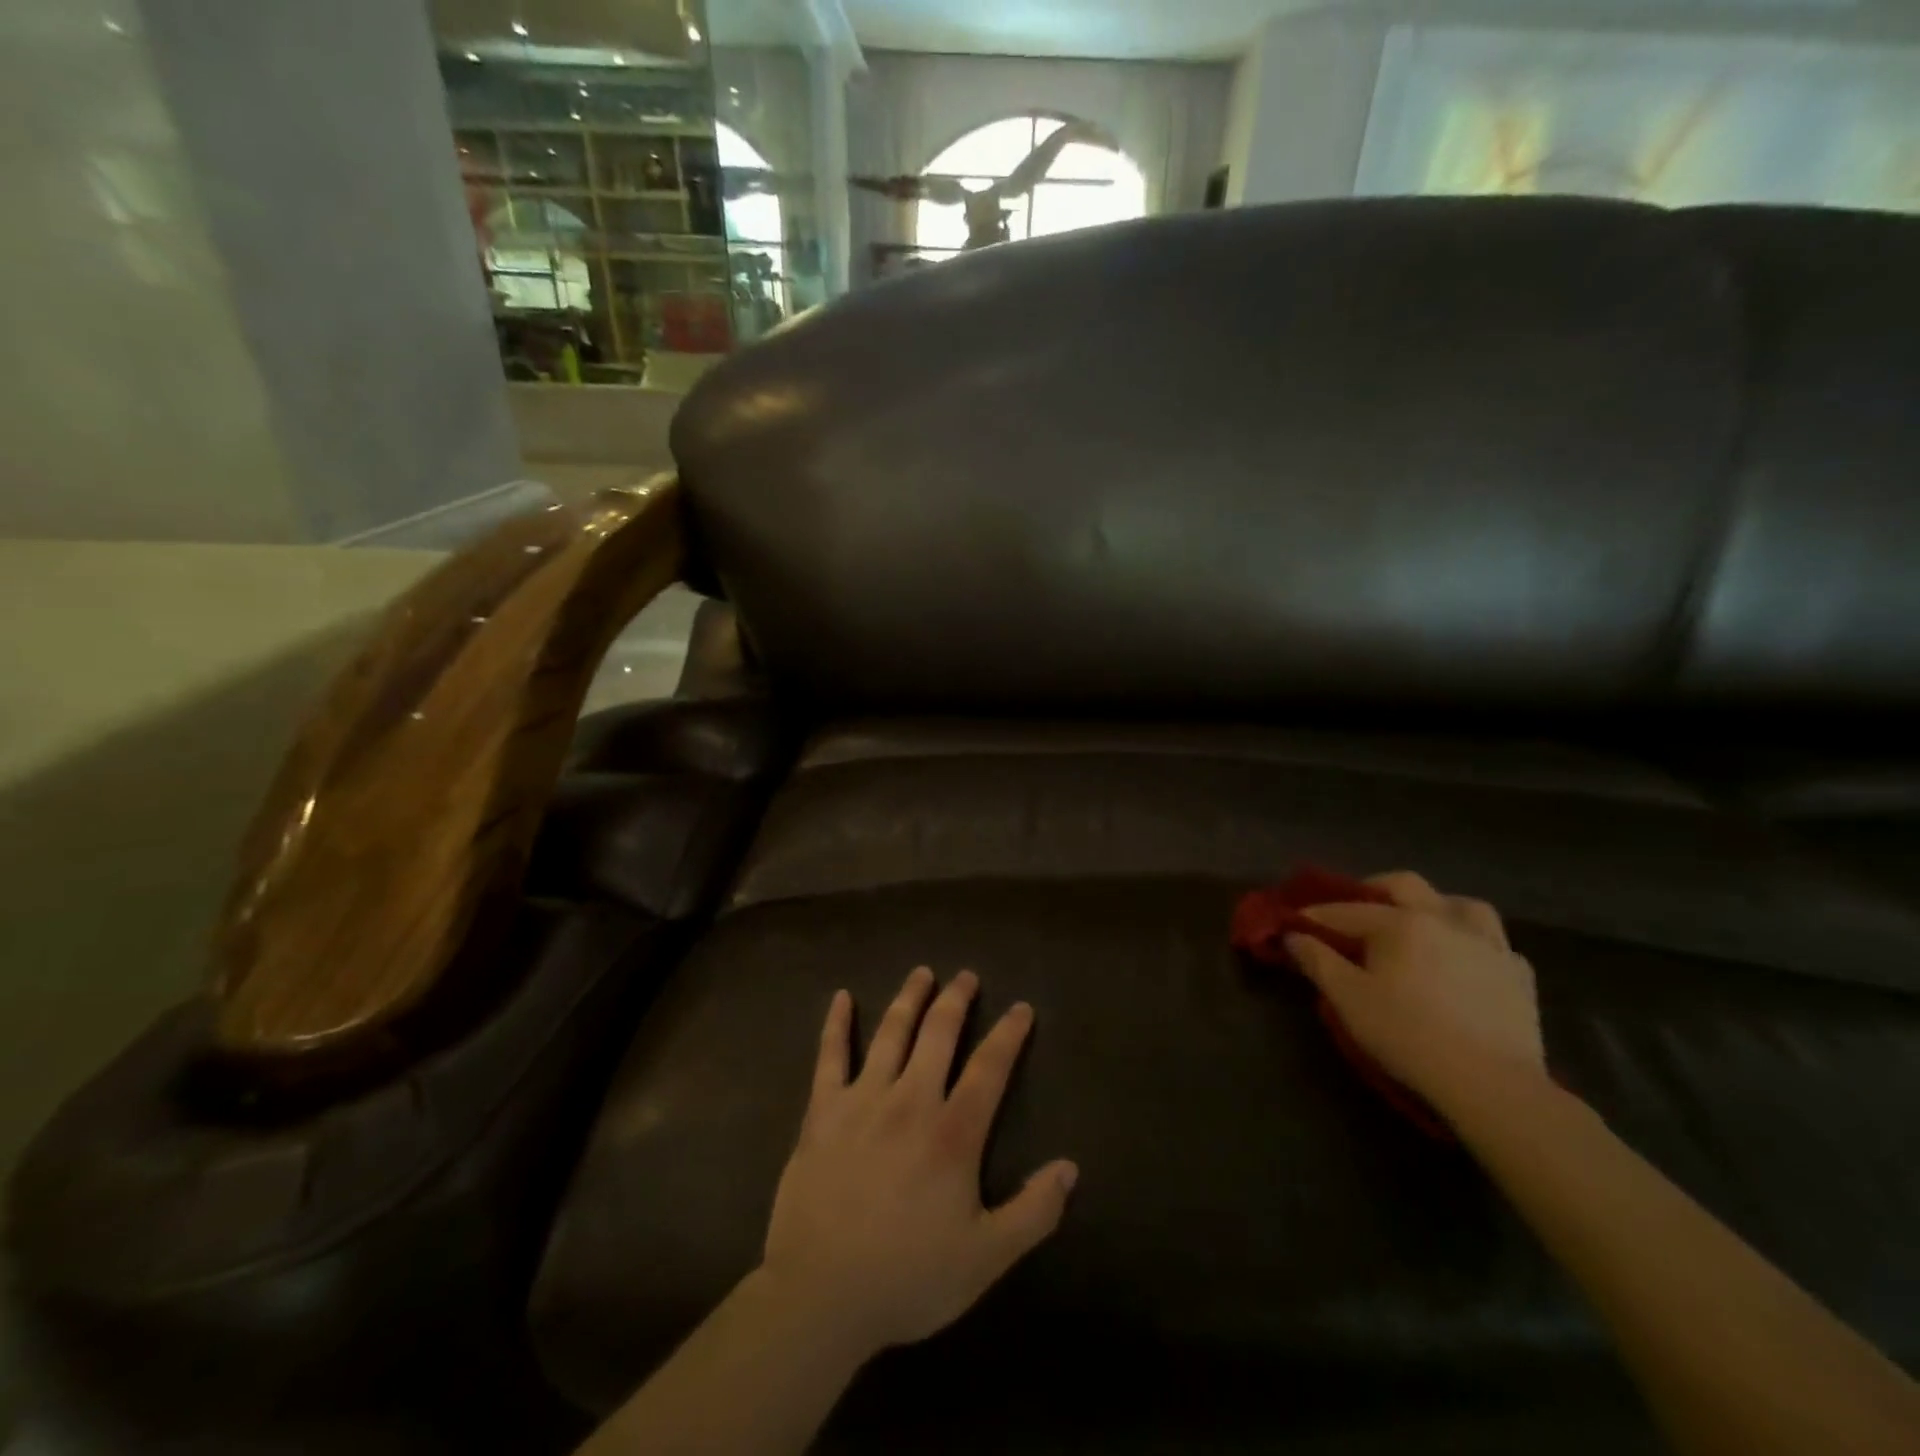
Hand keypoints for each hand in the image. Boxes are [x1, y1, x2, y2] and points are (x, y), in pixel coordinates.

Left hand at [759, 968, 1077, 1360]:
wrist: (820, 1296)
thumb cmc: (908, 1277)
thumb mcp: (985, 1258)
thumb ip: (1033, 1212)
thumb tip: (1070, 1167)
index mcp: (953, 1133)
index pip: (990, 1068)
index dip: (1009, 1034)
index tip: (1021, 1007)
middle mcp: (910, 1101)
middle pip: (938, 1034)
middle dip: (956, 1000)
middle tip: (966, 976)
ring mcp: (862, 1100)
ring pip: (891, 1033)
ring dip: (909, 998)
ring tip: (921, 973)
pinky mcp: (822, 1111)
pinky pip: (830, 1056)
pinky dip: (836, 1024)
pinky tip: (842, 998)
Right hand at [1284, 872, 1548, 1116]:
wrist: (1491, 1083)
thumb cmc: (1408, 1035)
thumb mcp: (1348, 999)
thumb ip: (1317, 961)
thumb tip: (1293, 935)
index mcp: (1401, 922)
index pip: (1346, 910)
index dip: (1316, 914)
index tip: (1294, 921)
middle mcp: (1444, 919)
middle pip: (1405, 885)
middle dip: (1373, 888)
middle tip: (1355, 909)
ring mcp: (1488, 944)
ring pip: (1461, 904)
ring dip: (1435, 906)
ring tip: (1420, 925)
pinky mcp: (1519, 974)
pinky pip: (1493, 942)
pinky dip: (1473, 943)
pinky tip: (1464, 960)